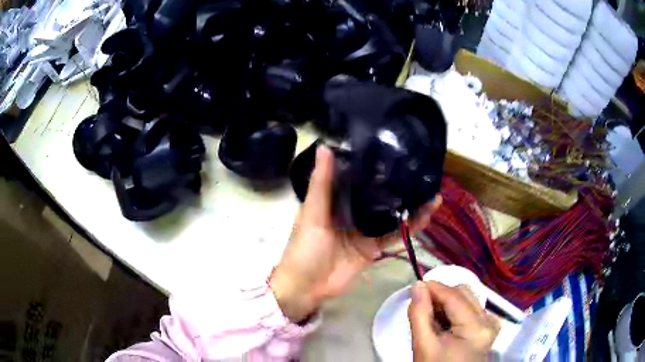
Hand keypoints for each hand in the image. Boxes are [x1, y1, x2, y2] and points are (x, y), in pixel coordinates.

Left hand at [269, 145, 440, 322]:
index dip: (371, 164)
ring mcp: (364, 231)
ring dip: (410, 206)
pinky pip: (394, 236)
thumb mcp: (312, 212)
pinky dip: (410, 228)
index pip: (355, 177)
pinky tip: (426, 216)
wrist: (308, 287)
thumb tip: (325, 146)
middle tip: (420, 170)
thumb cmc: (304, 247)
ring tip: (433, 192)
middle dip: (397, 185)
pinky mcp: (373, 248)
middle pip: (377, 196)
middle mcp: (351, 212)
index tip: (391, 148)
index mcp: (333, 200)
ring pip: (391, 215)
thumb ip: (321, 183)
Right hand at [408, 281, 499, 361]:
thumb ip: (420, 315)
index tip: (415, 286)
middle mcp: (489, 320)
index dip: (435, 287)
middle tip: (421, 305)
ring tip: (431, 316)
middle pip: (464, 294)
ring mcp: (491, 323)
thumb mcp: (423, 346)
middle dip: (441, 295)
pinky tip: (444, 322)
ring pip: (468, 299)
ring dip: (447, 302)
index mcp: (476, 327)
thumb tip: (418, 286)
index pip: (455, 297)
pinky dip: (455, 310)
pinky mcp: (489, 327)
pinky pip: (472, 308)